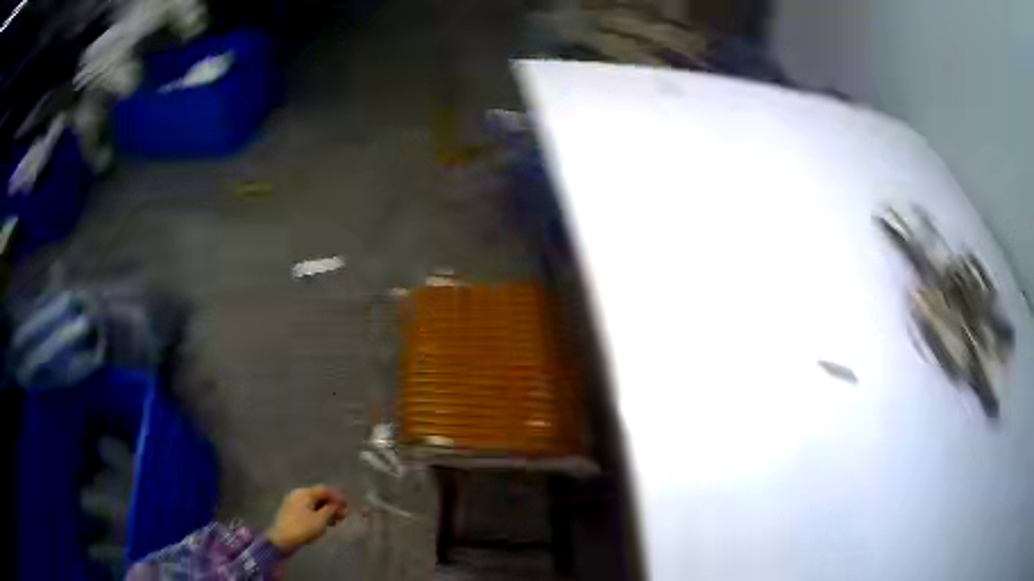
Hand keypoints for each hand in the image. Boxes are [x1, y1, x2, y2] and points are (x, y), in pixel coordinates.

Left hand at [266, 485, 346, 553]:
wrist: (282, 538)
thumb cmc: (303, 528)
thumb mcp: (321, 520)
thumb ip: (331, 510)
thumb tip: (338, 504)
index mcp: (305, 493)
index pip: (324, 490)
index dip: (337, 496)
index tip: (348, 505)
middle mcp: (298, 493)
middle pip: (319, 495)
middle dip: (332, 504)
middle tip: (343, 514)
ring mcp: (293, 501)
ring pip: (313, 502)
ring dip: (325, 509)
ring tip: (335, 521)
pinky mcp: (291, 510)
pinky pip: (308, 508)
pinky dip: (317, 513)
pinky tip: (323, 522)